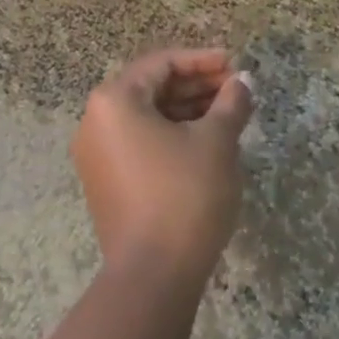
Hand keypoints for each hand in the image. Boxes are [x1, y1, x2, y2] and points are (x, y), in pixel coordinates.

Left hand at [72, 48, 254, 289]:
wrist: (153, 277)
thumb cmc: (185, 195)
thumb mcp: (216, 142)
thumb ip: (231, 102)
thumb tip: (242, 81)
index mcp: (115, 100)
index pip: (162, 63)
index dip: (202, 60)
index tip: (234, 64)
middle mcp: (96, 121)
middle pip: (151, 88)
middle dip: (196, 86)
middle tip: (235, 89)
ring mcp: (96, 154)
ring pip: (147, 116)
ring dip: (186, 110)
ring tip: (228, 114)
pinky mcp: (105, 182)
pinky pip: (140, 142)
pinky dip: (171, 135)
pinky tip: (205, 142)